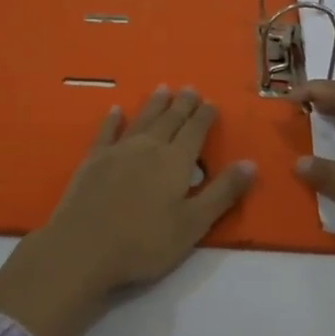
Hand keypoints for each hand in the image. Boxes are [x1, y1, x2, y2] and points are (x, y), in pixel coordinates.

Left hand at [42, 87, 255, 292]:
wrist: (84, 248)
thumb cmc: (144, 242)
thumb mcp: (193, 224)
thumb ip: (222, 192)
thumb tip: (250, 162)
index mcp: (176, 161)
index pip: (195, 131)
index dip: (204, 116)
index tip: (210, 102)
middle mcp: (149, 147)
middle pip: (170, 120)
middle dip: (182, 104)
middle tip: (190, 88)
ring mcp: (118, 151)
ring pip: (142, 120)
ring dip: (154, 104)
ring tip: (163, 89)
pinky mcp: (93, 160)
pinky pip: (106, 132)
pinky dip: (112, 120)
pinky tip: (115, 110)